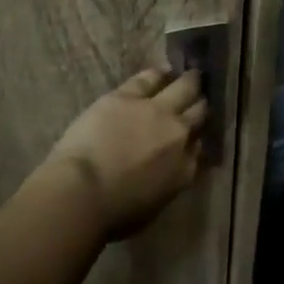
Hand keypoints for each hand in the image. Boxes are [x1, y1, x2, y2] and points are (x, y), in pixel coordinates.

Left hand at [43, 67, 206, 239]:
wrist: (84, 191)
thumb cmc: (114, 212)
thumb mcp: (154, 205)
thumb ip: (170, 181)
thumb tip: (171, 168)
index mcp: (184, 168)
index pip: (199, 147)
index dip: (197, 138)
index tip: (195, 134)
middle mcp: (178, 134)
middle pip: (197, 113)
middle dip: (200, 105)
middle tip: (200, 98)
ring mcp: (156, 110)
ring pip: (183, 88)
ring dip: (189, 82)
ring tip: (192, 76)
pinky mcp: (128, 96)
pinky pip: (150, 78)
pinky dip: (159, 74)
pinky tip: (164, 70)